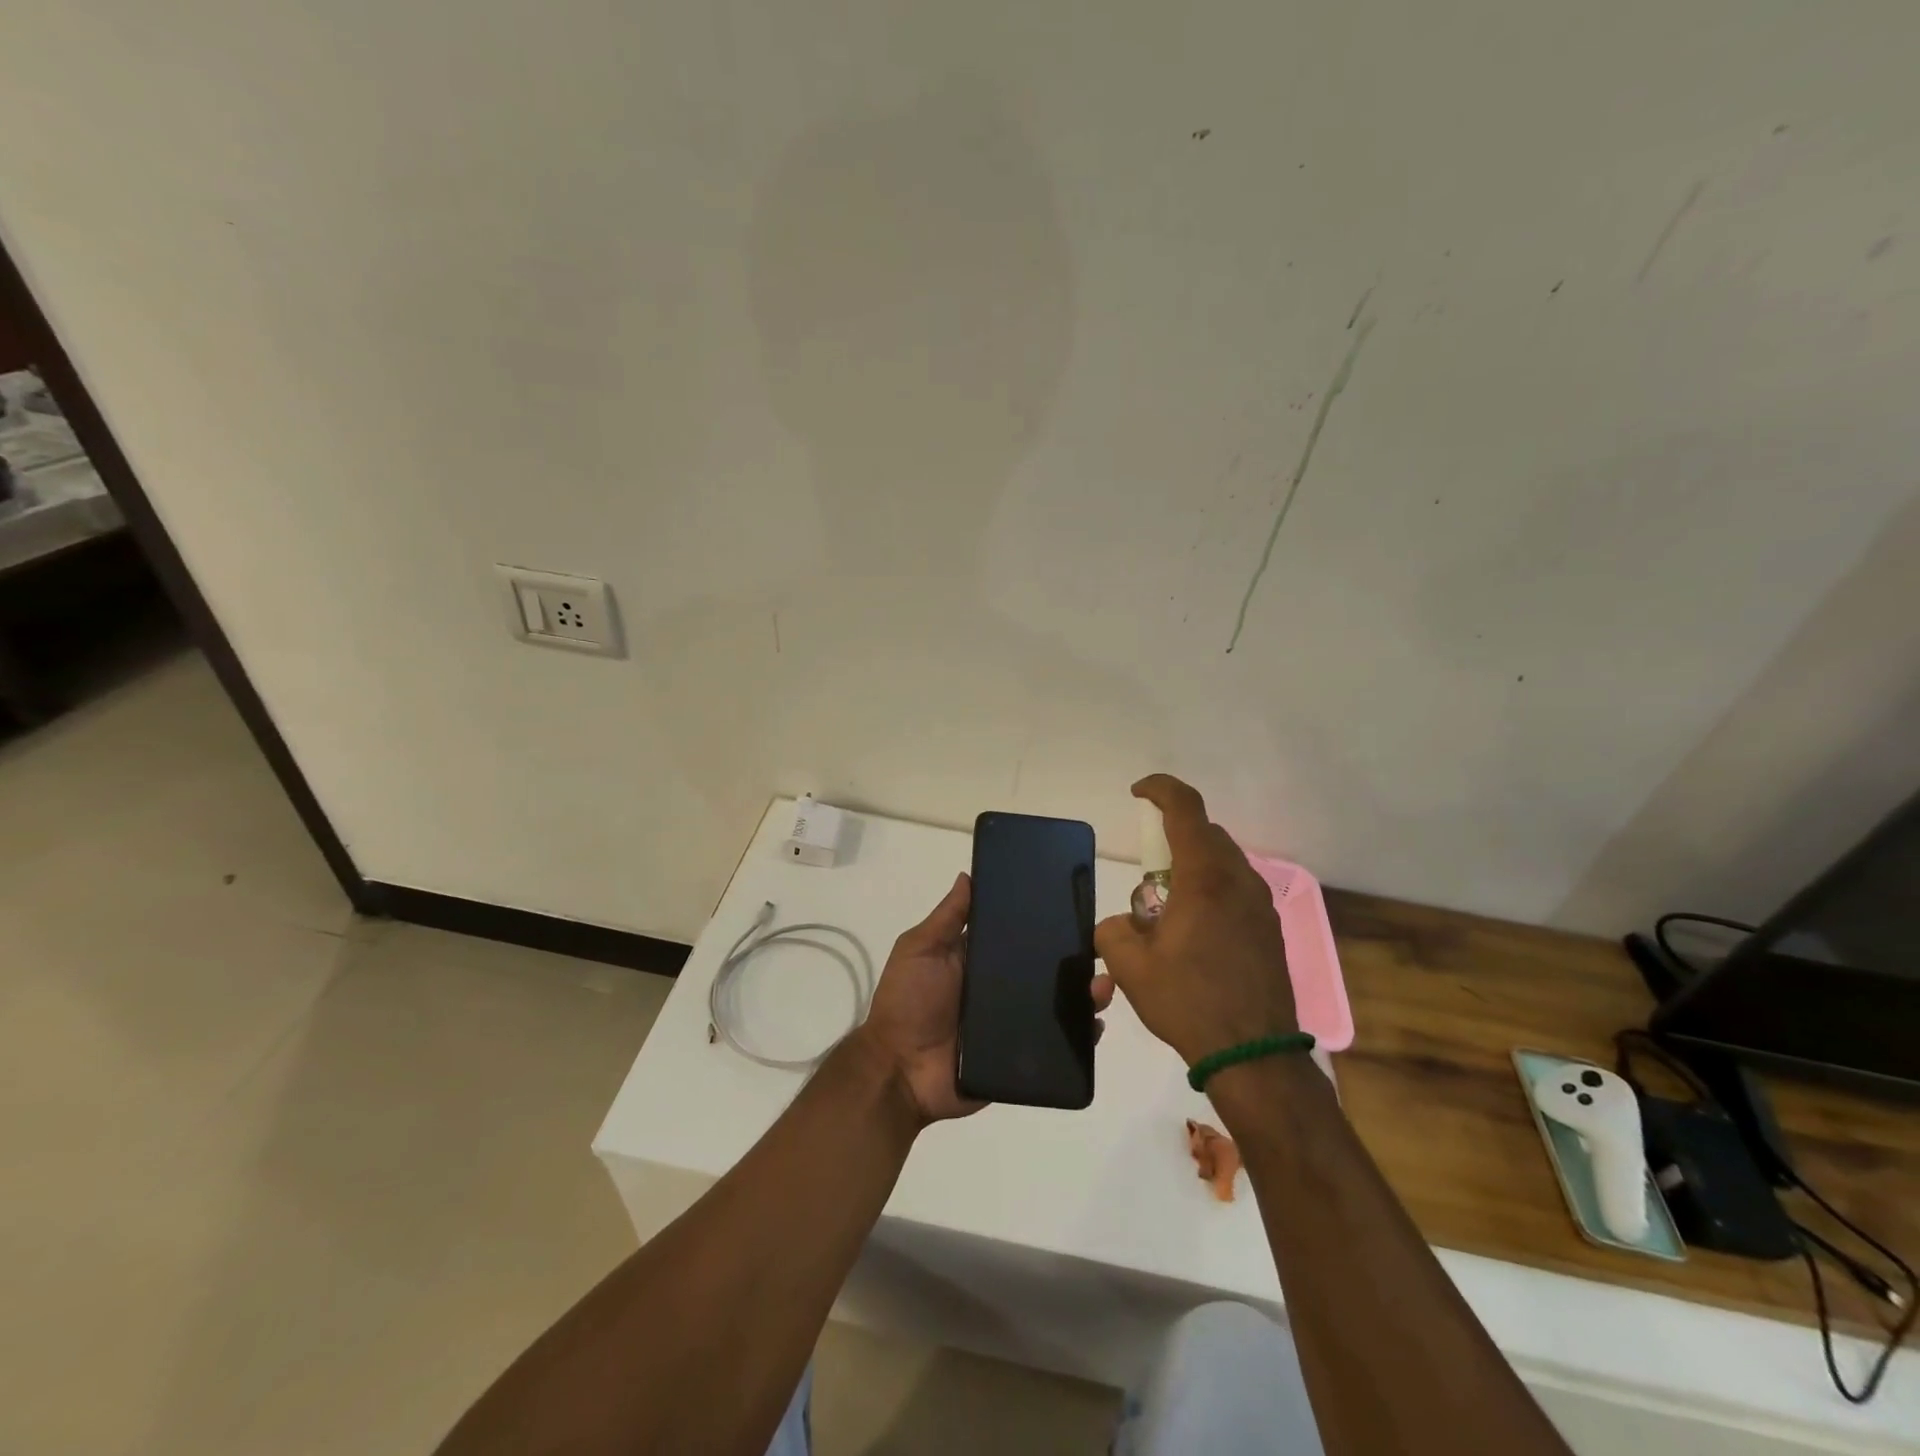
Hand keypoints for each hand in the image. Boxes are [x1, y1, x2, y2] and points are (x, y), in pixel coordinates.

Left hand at [856, 872, 1114, 1125]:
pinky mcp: (1021, 1056)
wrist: (899, 1071)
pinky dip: (1079, 1035)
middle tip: (1100, 949)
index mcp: (979, 960)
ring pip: (1058, 1004)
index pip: (1018, 936)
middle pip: (1045, 969)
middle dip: (1074, 959)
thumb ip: (947, 918)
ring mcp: (1013, 1022)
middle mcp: (1001, 988)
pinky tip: (1095, 1024)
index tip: (1073, 905)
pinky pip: (1057, 1044)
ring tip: (1103, 986)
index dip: (1043, 922)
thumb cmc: (907, 1002)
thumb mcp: (920, 950)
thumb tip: (968, 875)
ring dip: (1084, 994)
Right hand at [1095, 775, 1296, 1067]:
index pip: (1186, 808)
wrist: (1255, 1055)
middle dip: (1172, 839)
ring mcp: (1261, 904)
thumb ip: (1113, 931)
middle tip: (1147, 877)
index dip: (1160, 789)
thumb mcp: (1131, 967)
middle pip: (1206, 834)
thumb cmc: (1189, 1002)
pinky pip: (1236, 889)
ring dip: (1192, 869)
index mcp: (1205, 878)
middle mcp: (1239, 880)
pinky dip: (1211, 892)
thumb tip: (1123, 925)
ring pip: (1223, 862)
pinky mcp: (1270, 928)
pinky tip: (1196, 934)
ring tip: (1169, 912)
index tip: (1137, 793)